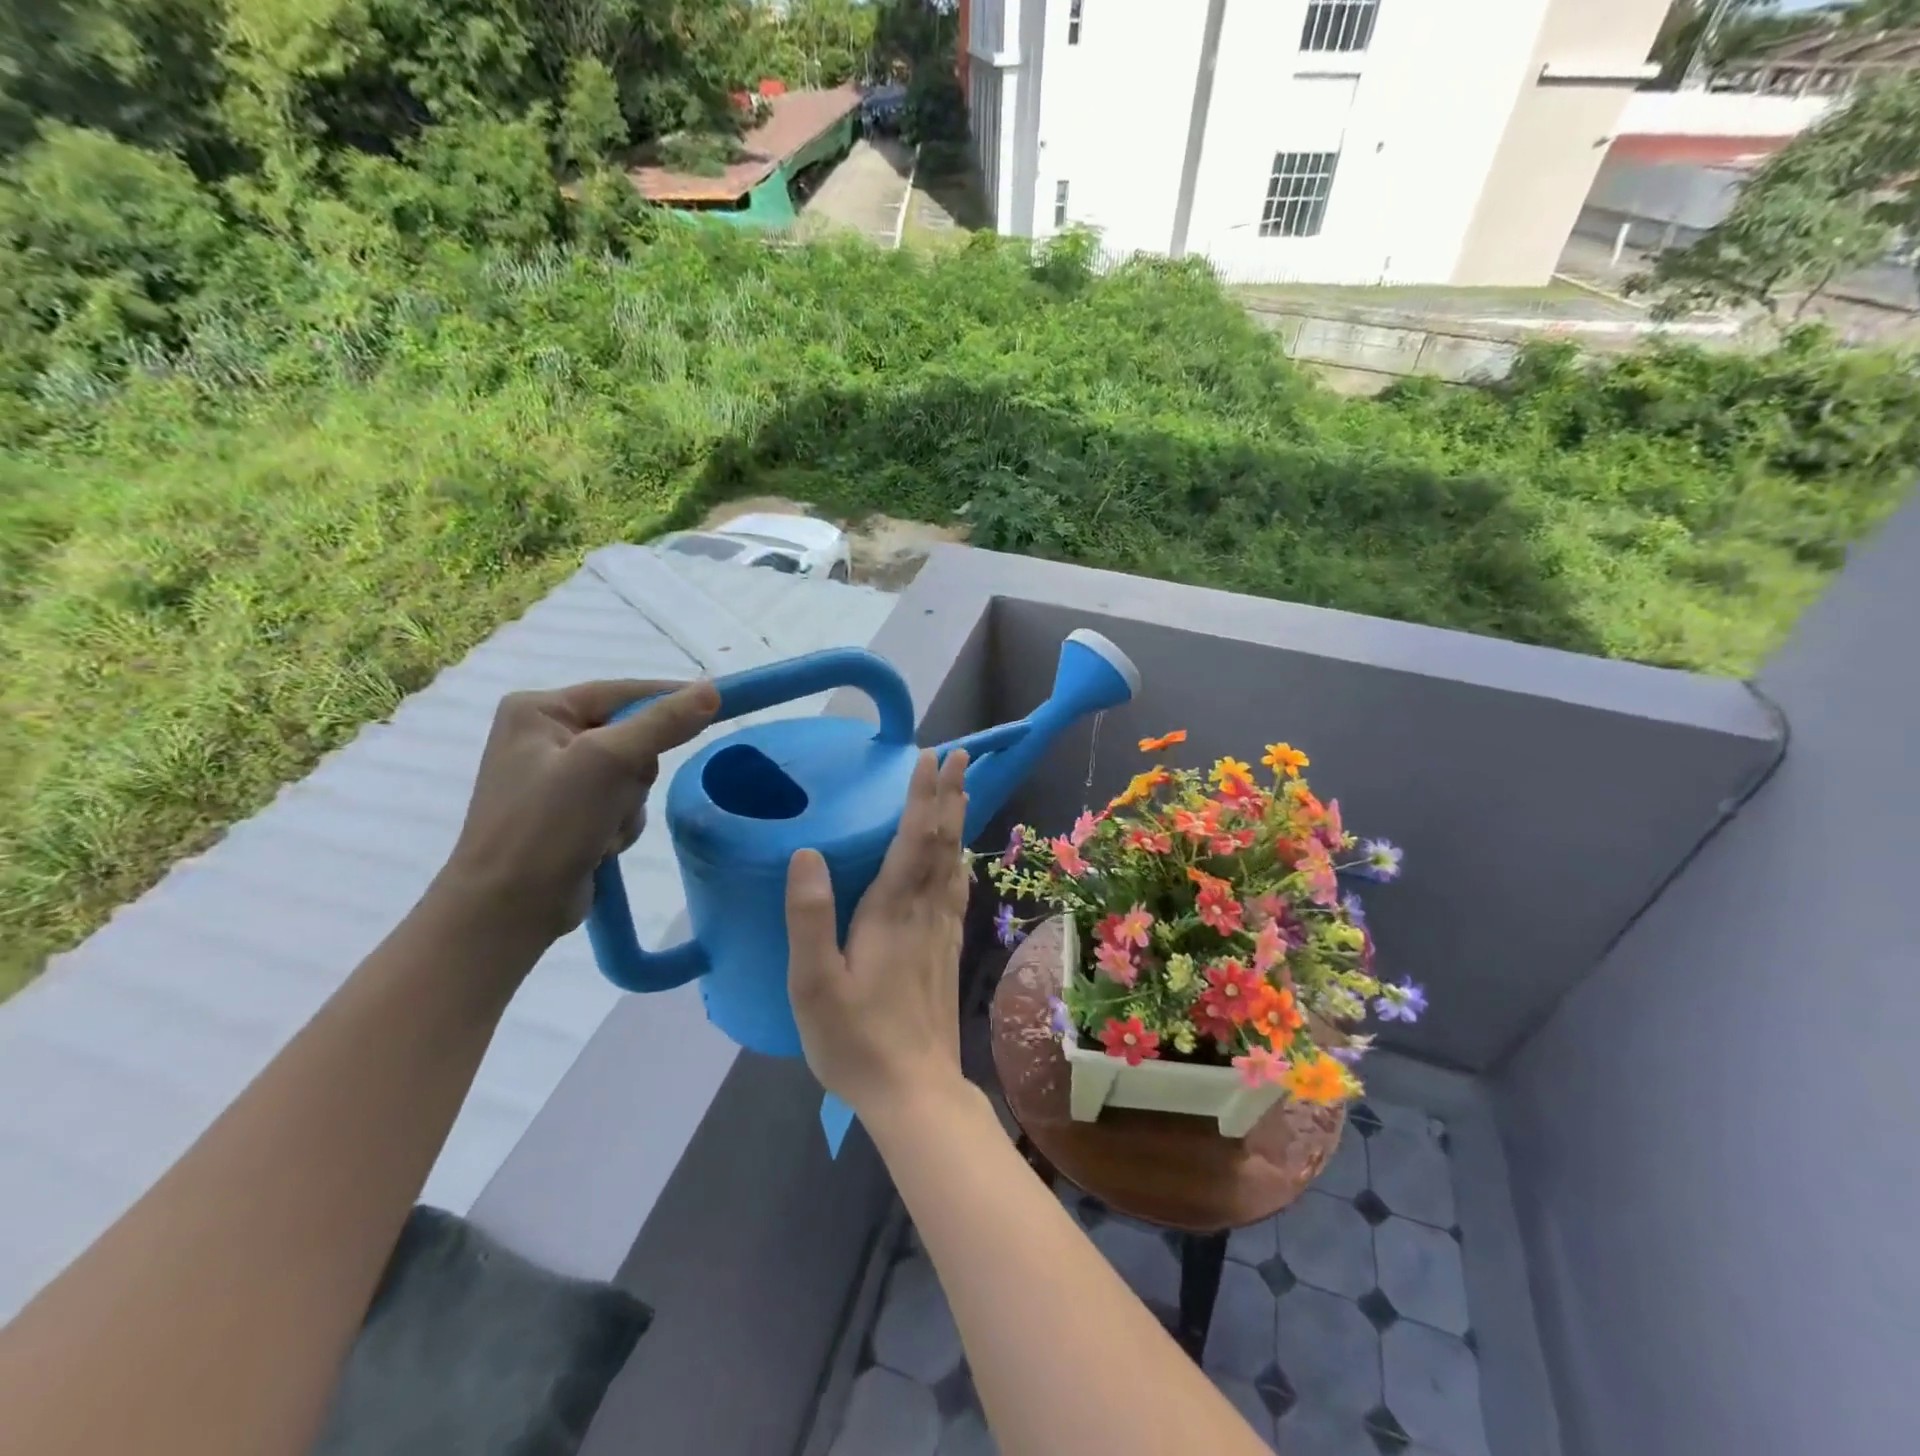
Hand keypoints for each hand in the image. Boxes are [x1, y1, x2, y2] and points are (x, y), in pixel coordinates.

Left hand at [438, 678, 719, 945]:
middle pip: (633, 736)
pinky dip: (620, 824)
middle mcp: (545, 736)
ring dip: (630, 804)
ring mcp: (557, 777)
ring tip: (602, 828)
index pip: (625, 692)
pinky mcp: (569, 812)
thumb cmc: (547, 825)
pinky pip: (621, 802)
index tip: (717, 706)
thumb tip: (712, 690)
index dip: (671, 700)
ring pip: (633, 774)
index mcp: (539, 710)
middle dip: (636, 772)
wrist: (507, 910)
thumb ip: (662, 723)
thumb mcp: (608, 763)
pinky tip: (598, 845)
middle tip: (618, 794)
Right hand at [785, 748, 971, 1116]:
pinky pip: (958, 891)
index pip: (914, 838)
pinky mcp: (948, 952)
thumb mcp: (813, 984)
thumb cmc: (856, 1040)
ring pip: (954, 862)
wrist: (914, 1092)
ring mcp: (943, 932)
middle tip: (960, 754)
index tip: (932, 756)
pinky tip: (960, 860)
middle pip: (942, 841)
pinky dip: (960, 861)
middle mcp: (925, 912)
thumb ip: (809, 917)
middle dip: (950, 794)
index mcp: (892, 911)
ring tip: (963, 790)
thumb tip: (807, 853)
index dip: (922, 795)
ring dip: (958, 820)